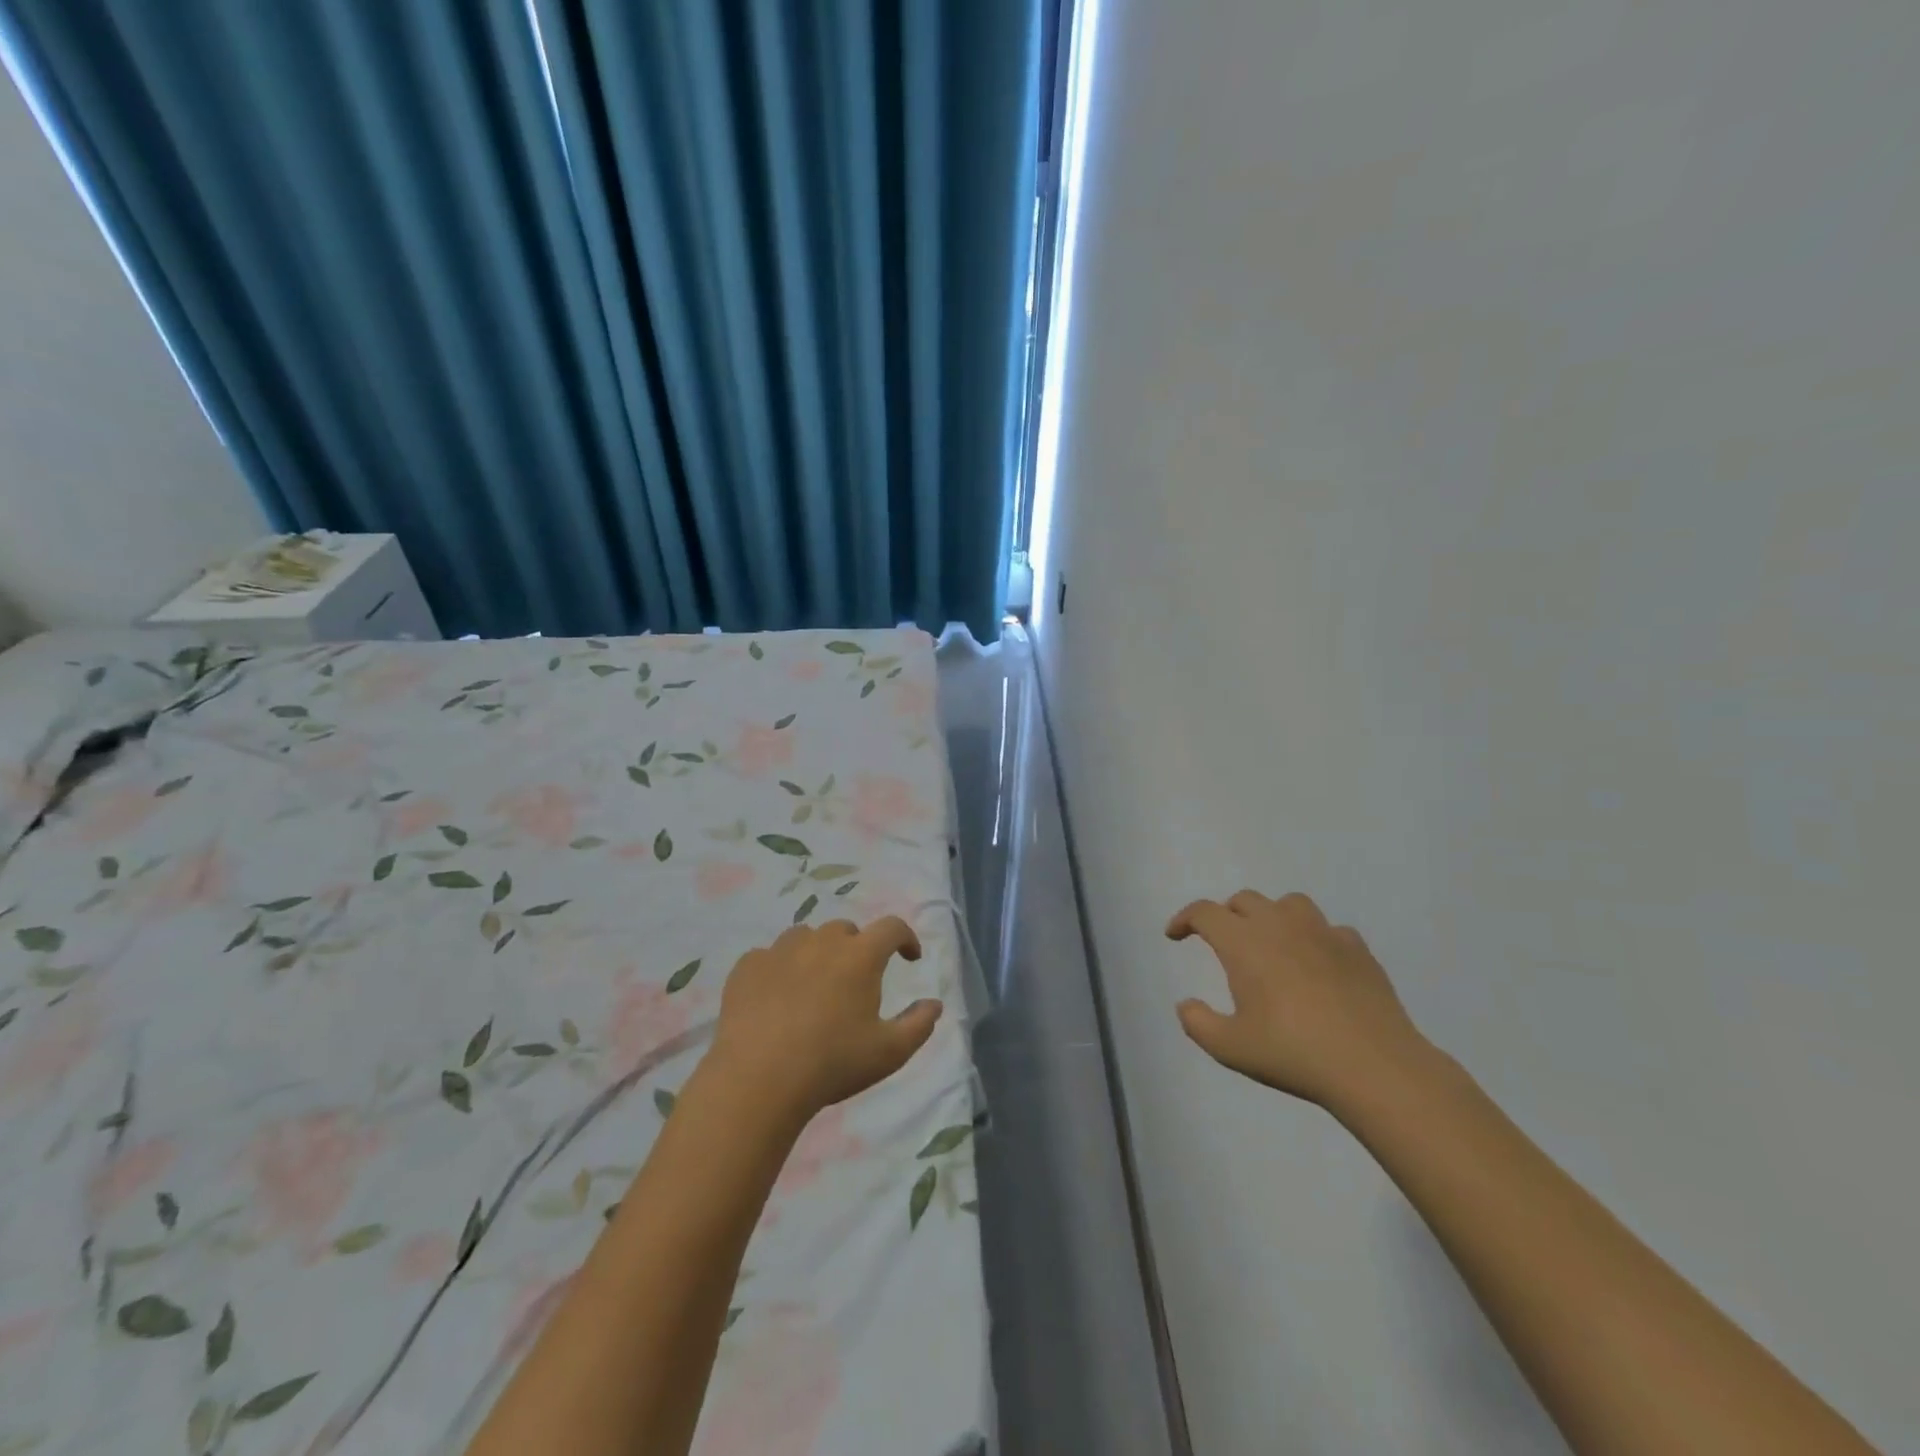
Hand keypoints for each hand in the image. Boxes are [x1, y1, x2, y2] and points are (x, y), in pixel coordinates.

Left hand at [707, 918, 942, 1122]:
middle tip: (857, 981)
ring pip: (806, 937)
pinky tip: (776, 997)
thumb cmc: (832, 1063)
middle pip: (846, 930)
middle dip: (857, 948)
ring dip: (817, 953)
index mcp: (861, 956)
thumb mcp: (889, 1053)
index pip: (892, 927)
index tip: (909, 958)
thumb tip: (935, 1004)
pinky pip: (769, 956)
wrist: (758, 1079)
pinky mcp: (747, 966)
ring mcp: (780, 950)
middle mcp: (822, 942)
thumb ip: (919, 1025)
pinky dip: (778, 969)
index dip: (905, 938)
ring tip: (814, 985)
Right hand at [1166, 890, 1434, 1111]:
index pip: (1205, 913)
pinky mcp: (1357, 949)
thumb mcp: (1231, 1048)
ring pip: (1289, 903)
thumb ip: (1198, 1023)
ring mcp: (1322, 933)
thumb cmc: (1293, 1053)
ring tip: (1271, 942)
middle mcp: (1279, 926)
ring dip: (1272, 916)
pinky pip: (1329, 929)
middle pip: (1244, 900)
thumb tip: (1186, 1005)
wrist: (1374, 1066)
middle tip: (1223, 941)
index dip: (1184, 919)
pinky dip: (1315, 938)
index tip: (1175, 935)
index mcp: (1244, 943)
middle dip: (1226, 915)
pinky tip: (1317, 963)